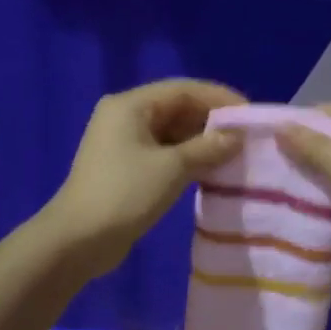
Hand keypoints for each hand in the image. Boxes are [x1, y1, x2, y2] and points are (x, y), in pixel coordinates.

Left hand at [42, 79, 245, 277]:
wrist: (79, 240)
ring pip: (171, 133)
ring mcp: (123, 144)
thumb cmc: (125, 194)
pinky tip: (211, 172)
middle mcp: (125, 117)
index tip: (251, 116)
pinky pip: (163, 154)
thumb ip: (207, 148)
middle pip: (177, 108)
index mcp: (131, 105)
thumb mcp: (172, 168)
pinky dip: (187, 159)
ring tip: (236, 156)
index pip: (183, 89)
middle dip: (212, 122)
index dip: (219, 99)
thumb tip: (237, 137)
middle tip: (247, 139)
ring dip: (201, 142)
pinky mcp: (125, 169)